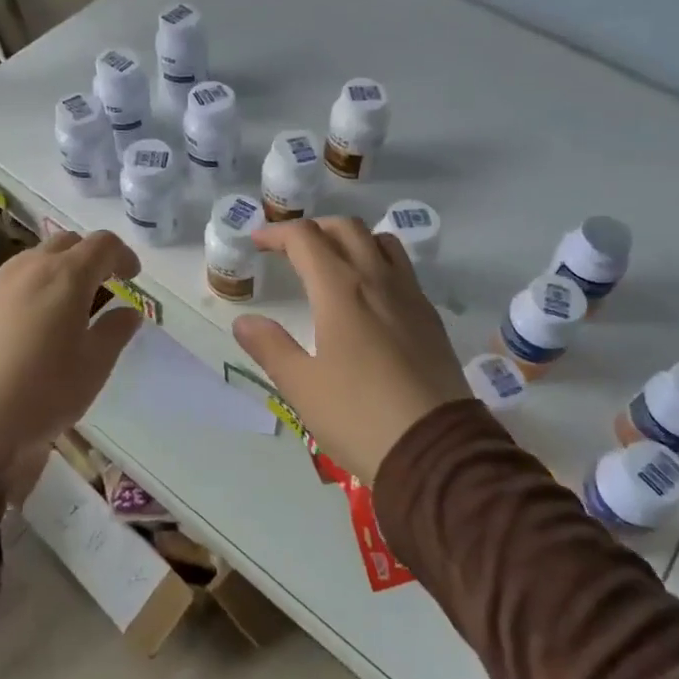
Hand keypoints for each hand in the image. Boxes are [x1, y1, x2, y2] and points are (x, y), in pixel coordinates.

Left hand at [0, 231, 144, 481]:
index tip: (132, 278)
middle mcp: (30, 268)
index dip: (123, 256)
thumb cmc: (43, 392)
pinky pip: (9, 283)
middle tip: (101, 289)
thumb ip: (115, 331)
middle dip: (89, 258)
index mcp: (67, 277)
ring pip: (34, 260)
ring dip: (57, 272)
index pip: (103, 244)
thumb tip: (127, 311)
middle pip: (67, 243)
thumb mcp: (93, 367)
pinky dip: (30, 290)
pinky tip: (28, 327)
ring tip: (64, 309)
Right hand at [231, 218, 470, 483]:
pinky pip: (403, 270)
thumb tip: (245, 321)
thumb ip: (270, 347)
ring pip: (381, 242)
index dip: (277, 233)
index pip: (305, 238)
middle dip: (314, 229)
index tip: (257, 243)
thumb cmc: (358, 416)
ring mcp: (410, 296)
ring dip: (351, 240)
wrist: (434, 450)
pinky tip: (369, 297)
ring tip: (333, 262)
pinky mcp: (430, 318)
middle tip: (291, 249)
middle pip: (346, 228)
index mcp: (341, 290)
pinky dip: (378, 263)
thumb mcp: (302, 386)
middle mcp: (378, 280)